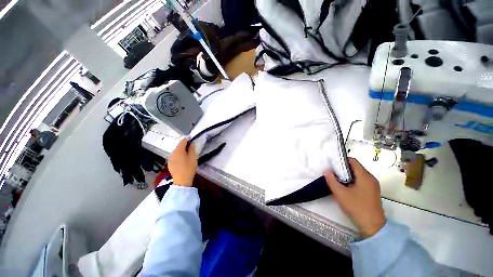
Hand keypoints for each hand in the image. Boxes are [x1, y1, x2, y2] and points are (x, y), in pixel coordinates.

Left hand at [168, 139, 197, 186]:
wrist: (182, 181)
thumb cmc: (189, 168)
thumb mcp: (193, 157)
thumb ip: (192, 149)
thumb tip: (191, 144)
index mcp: (179, 150)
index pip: (183, 141)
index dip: (188, 139)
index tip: (192, 139)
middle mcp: (173, 153)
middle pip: (179, 146)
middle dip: (184, 145)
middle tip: (191, 147)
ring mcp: (170, 158)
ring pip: (176, 151)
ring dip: (182, 150)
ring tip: (188, 153)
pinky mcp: (170, 163)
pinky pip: (175, 156)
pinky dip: (179, 155)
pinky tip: (183, 159)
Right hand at [325, 158, 385, 237]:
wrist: (373, 226)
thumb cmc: (357, 207)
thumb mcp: (341, 194)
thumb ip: (332, 181)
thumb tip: (326, 171)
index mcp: (365, 176)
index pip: (353, 161)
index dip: (341, 160)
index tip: (331, 163)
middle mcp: (370, 178)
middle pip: (355, 167)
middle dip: (342, 168)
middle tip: (331, 170)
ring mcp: (372, 185)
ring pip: (357, 174)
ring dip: (346, 175)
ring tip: (335, 178)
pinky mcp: (371, 192)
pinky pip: (359, 181)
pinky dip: (350, 181)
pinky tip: (343, 186)